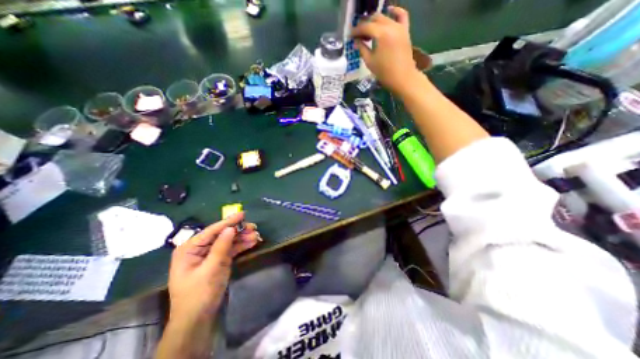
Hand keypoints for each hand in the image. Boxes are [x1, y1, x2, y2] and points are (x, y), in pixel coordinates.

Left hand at [168, 214, 263, 322]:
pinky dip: (241, 246)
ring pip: (228, 241)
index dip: (228, 221)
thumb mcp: (211, 268)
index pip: (212, 230)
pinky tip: (252, 242)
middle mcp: (199, 249)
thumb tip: (230, 228)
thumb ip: (221, 247)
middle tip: (254, 227)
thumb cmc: (199, 294)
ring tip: (256, 235)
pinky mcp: (217, 261)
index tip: (243, 214)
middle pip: (221, 235)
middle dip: (238, 231)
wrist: (197, 319)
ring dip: (242, 238)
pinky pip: (230, 249)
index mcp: (189, 248)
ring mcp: (209, 255)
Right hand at [352, 7, 417, 94]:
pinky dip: (395, 11)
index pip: (366, 27)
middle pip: (375, 18)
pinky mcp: (405, 31)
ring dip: (375, 21)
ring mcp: (400, 27)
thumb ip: (362, 48)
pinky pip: (401, 15)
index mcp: (381, 34)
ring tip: (369, 30)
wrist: (402, 78)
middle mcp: (391, 26)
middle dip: (365, 25)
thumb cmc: (384, 72)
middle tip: (358, 35)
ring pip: (385, 17)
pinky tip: (389, 11)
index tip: (350, 36)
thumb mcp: (370, 61)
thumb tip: (356, 41)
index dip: (356, 30)